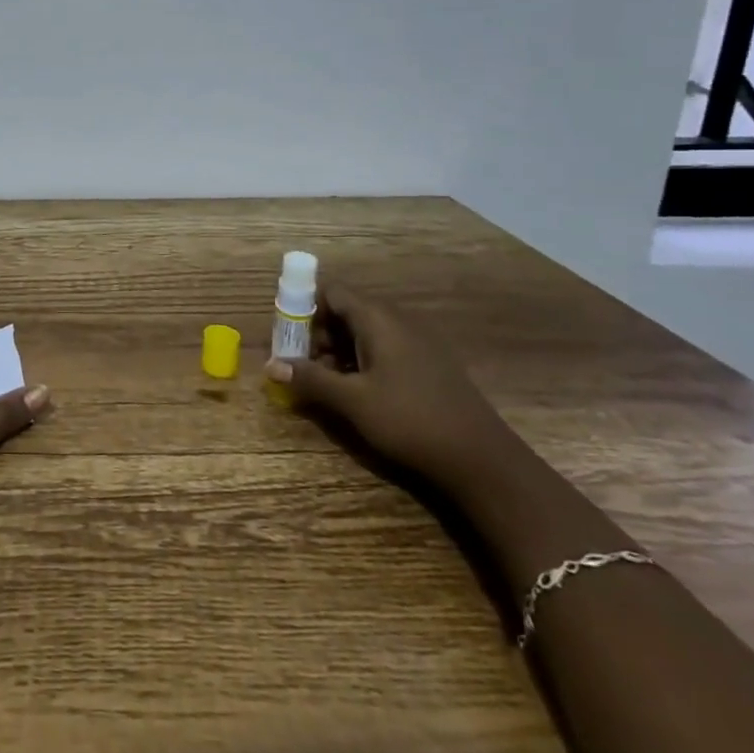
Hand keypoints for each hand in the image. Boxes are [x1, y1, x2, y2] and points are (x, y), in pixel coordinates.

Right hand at [265, 279, 513, 486]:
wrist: (482, 460)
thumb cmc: (410, 421)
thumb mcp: (352, 401)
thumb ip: (310, 379)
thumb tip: (271, 366)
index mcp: (378, 320)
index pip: (331, 292)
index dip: (305, 308)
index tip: (288, 338)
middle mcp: (398, 322)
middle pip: (346, 312)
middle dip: (318, 335)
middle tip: (302, 367)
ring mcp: (417, 343)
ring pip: (365, 333)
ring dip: (338, 352)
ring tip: (325, 385)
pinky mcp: (428, 365)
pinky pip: (385, 349)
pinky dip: (362, 363)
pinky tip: (358, 394)